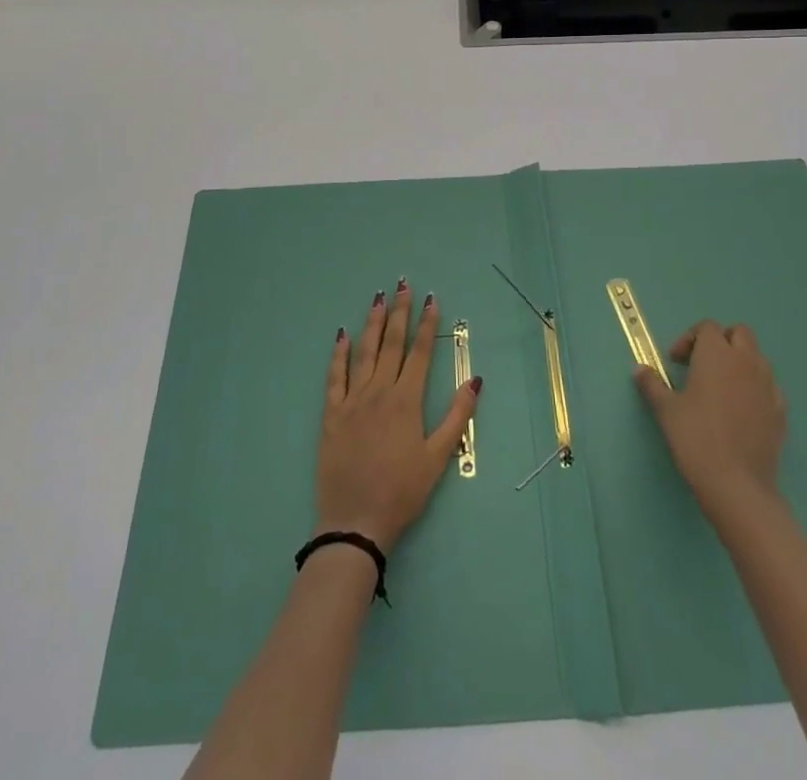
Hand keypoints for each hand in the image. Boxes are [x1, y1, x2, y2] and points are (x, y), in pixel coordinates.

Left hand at [316, 280, 481, 551]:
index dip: (426, 324)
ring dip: (372, 323)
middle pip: (391, 344)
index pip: (418, 353)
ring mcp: (352, 401)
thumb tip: (474, 380)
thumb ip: (457, 417)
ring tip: (378, 298)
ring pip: (364, 352)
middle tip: (403, 284)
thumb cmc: (402, 492)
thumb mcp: (438, 458)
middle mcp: (379, 392)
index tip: (431, 299)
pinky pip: (335, 377)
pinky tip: (342, 335)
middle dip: (399, 312)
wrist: (355, 521)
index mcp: (406, 401)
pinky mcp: (332, 414)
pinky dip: (339, 354)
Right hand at [635, 320, 787, 519]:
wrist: (737, 484)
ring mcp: (768, 385)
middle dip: (721, 341)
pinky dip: (756, 387)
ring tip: (721, 387)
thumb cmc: (695, 438)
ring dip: (740, 362)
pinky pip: (769, 386)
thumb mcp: (665, 409)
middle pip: (739, 333)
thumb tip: (639, 370)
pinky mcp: (781, 411)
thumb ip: (652, 384)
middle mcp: (746, 362)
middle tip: (702, 364)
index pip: (707, 327)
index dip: (690, 339)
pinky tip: (741, 410)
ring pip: (757, 358)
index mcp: (716, 354)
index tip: (676, 362)